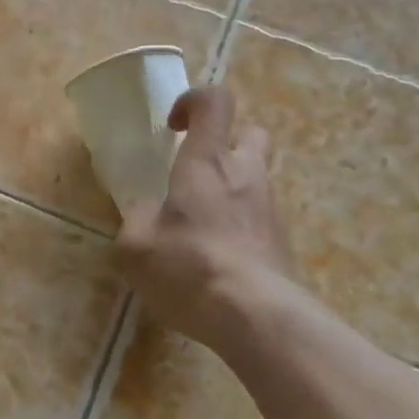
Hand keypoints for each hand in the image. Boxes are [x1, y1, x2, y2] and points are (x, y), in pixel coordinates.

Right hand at [116, 86, 296, 355]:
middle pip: (250, 133)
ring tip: (199, 225)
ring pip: (255, 178)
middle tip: (195, 171)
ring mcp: (270, 208)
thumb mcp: (136, 245)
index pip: (215, 102)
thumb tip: (145, 210)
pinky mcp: (282, 241)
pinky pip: (259, 217)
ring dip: (231, 188)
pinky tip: (217, 258)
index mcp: (207, 162)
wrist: (256, 316)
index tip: (172, 127)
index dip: (193, 101)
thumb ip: (136, 218)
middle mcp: (245, 174)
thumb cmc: (189, 267)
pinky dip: (239, 224)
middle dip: (225, 142)